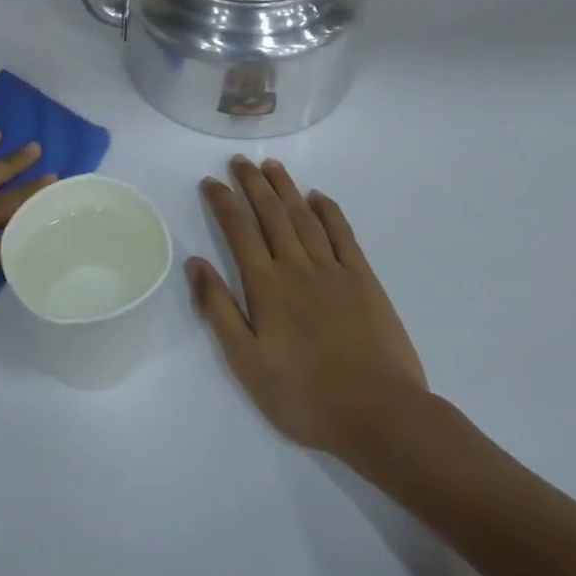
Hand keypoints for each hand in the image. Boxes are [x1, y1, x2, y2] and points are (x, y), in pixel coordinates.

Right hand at [189, 157, 432, 471]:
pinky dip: (329, 211)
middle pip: (271, 213)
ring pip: (304, 217)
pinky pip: (343, 234)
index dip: (223, 201)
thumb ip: (219, 309)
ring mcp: (333, 270)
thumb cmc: (304, 396)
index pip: (238, 230)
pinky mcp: (364, 280)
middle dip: (252, 183)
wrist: (379, 415)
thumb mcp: (247, 362)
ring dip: (286, 188)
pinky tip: (318, 197)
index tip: (211, 181)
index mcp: (265, 285)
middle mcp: (296, 266)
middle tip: (240, 160)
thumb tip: (195, 263)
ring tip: (272, 166)